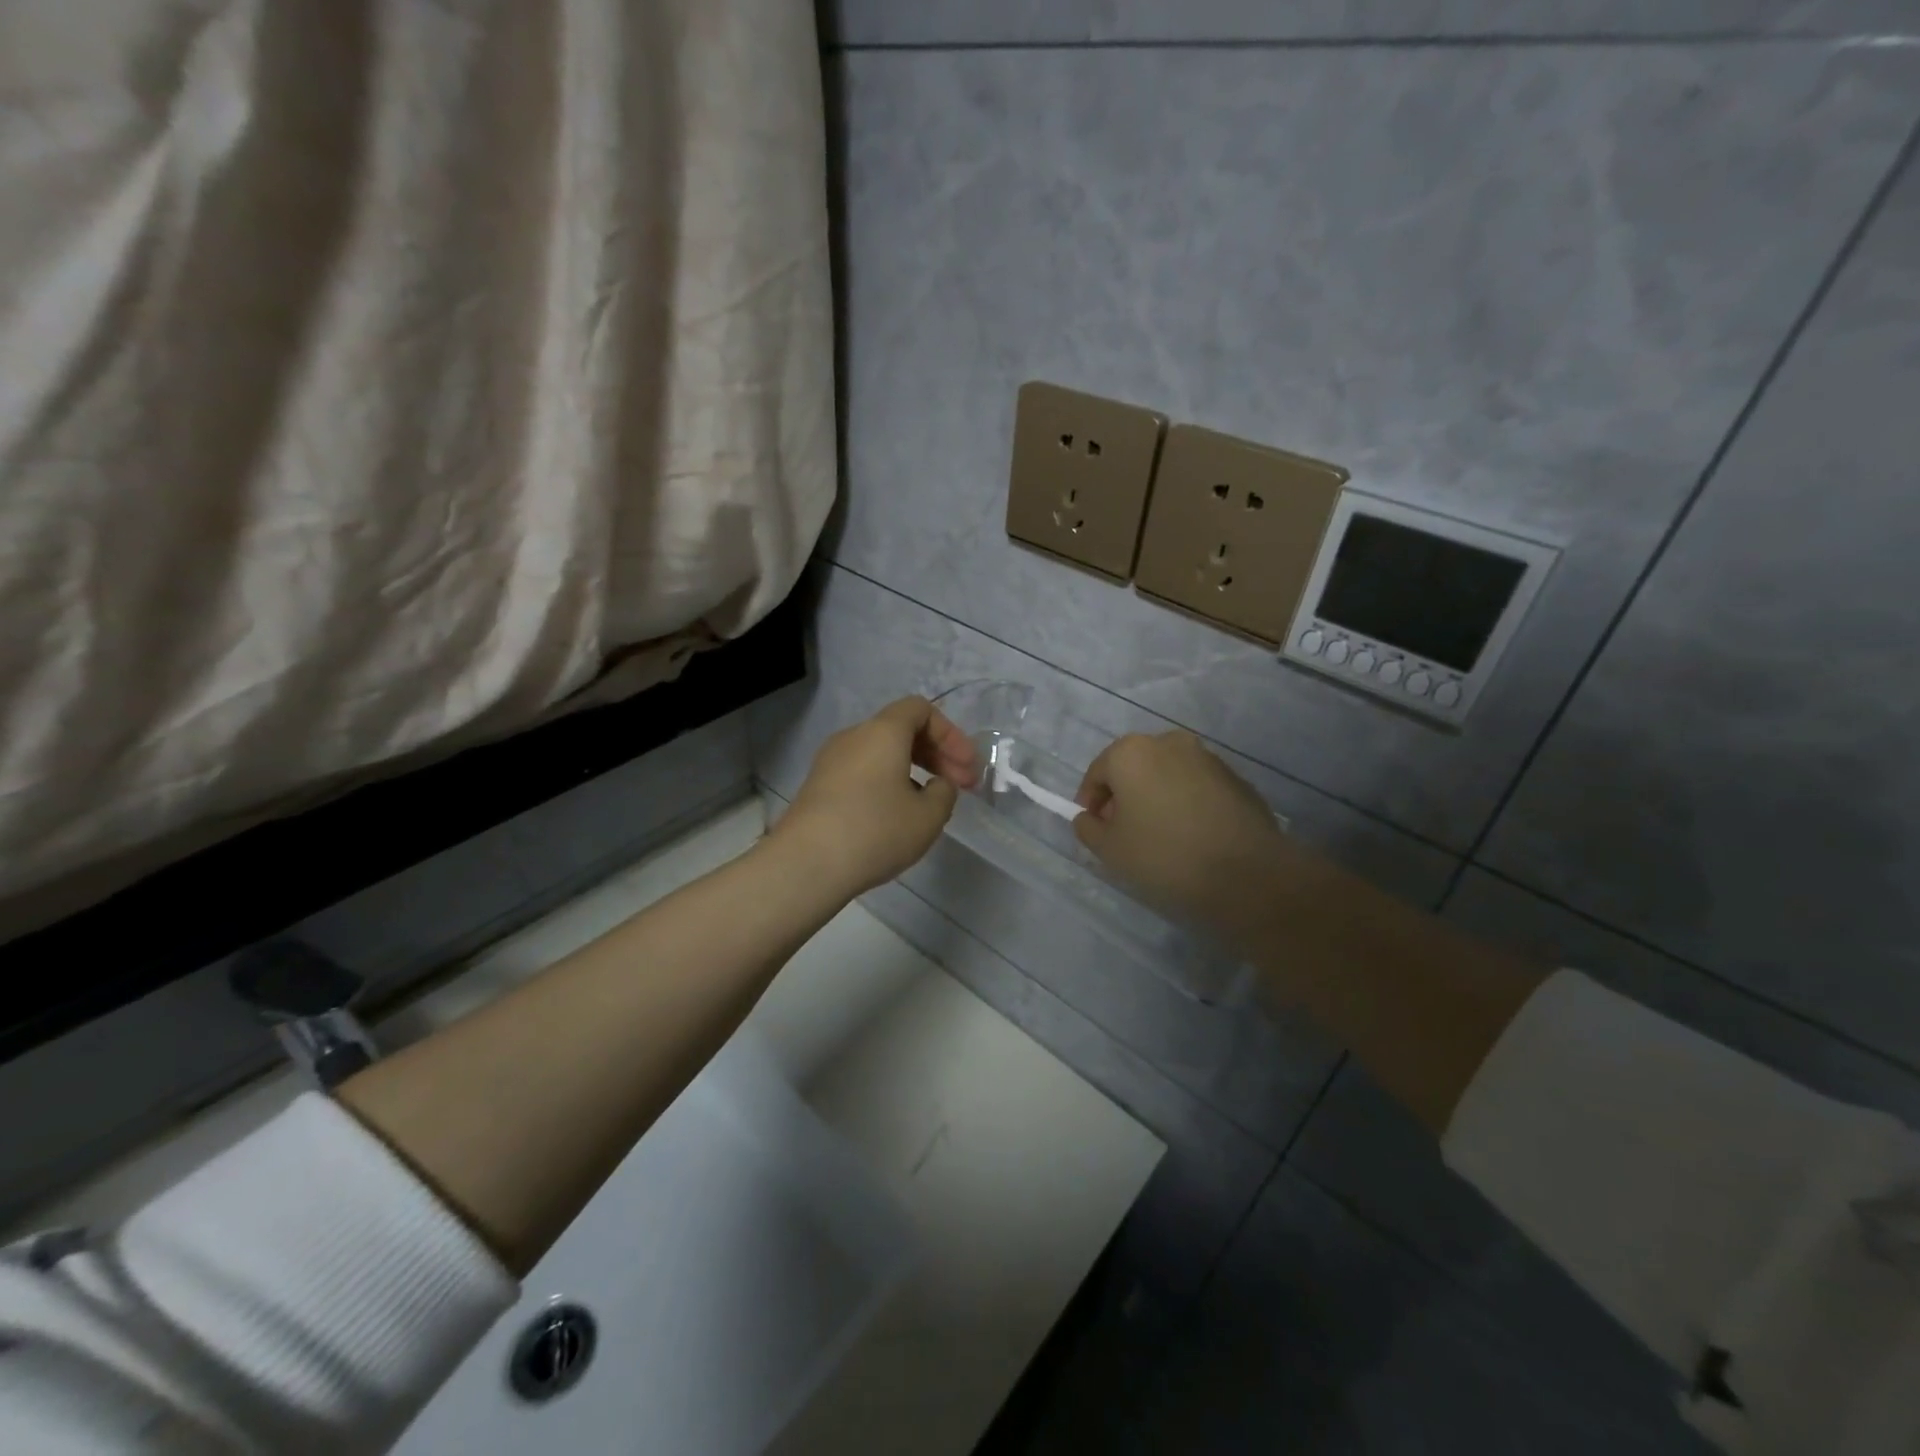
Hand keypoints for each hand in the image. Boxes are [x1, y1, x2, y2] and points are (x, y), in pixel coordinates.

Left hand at [774, 697, 980, 896]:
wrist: (806, 864)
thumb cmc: (875, 831)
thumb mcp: (928, 816)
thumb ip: (944, 792)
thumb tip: (936, 785)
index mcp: (883, 732)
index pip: (921, 710)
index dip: (951, 734)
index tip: (967, 768)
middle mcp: (854, 736)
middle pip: (901, 729)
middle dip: (936, 754)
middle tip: (959, 786)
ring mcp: (831, 761)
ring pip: (881, 752)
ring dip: (913, 769)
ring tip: (930, 804)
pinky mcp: (819, 786)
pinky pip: (863, 771)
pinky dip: (888, 782)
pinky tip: (897, 815)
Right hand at [1073, 731, 1293, 937]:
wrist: (1247, 874)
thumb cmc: (1164, 855)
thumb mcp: (1110, 850)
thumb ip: (1089, 828)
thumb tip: (1089, 818)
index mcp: (1131, 752)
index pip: (1097, 773)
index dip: (1090, 802)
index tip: (1095, 829)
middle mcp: (1169, 743)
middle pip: (1133, 768)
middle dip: (1124, 796)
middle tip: (1124, 833)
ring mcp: (1207, 757)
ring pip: (1167, 775)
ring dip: (1156, 797)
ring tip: (1160, 836)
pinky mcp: (1236, 777)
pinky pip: (1196, 787)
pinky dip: (1186, 803)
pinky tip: (1192, 836)